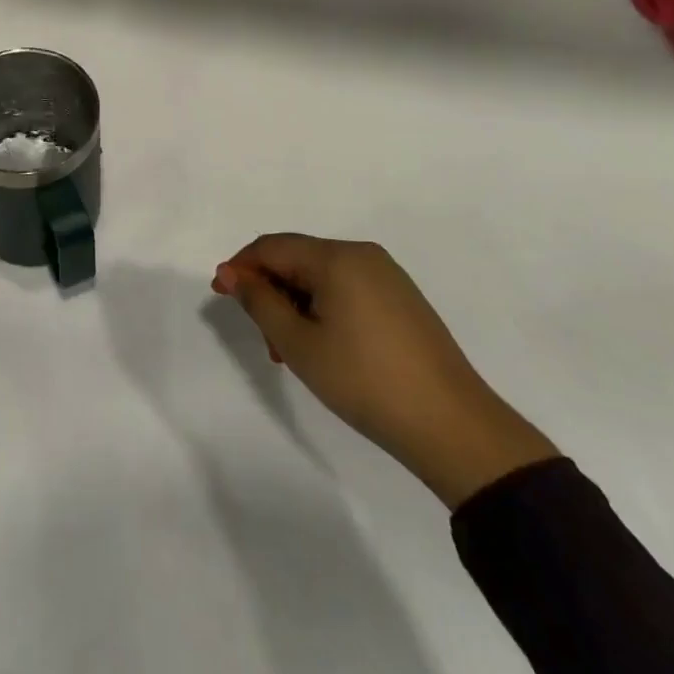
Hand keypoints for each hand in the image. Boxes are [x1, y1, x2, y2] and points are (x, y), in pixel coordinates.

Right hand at [214, 234, 558, 508]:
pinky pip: (347, 288)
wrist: (453, 426)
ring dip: (295, 303)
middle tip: (263, 338)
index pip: (272, 247)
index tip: (221, 296)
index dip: (241, 267)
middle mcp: (362, 254)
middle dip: (270, 290)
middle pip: (297, 258)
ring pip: (321, 276)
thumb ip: (260, 301)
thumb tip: (232, 272)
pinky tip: (324, 346)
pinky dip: (323, 308)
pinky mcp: (402, 298)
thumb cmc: (365, 381)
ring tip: (291, 351)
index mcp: (337, 257)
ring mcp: (387, 275)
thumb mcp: (299, 344)